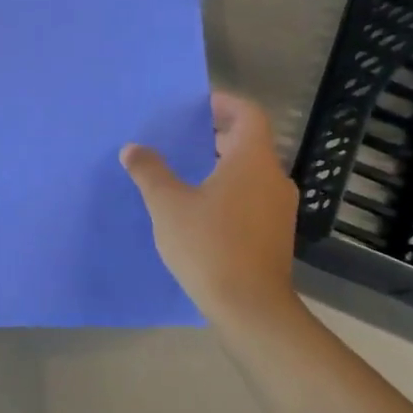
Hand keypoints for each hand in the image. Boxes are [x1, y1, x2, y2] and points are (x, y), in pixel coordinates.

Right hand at [121, 94, 300, 327]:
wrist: (251, 308)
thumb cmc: (209, 245)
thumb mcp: (167, 205)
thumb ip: (149, 172)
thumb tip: (133, 149)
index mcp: (251, 161)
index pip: (247, 114)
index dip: (223, 103)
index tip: (196, 105)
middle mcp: (272, 178)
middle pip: (249, 142)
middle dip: (215, 136)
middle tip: (181, 138)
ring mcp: (279, 209)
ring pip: (250, 173)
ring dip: (221, 166)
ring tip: (184, 173)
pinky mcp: (275, 234)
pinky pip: (252, 197)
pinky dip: (229, 191)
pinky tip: (200, 209)